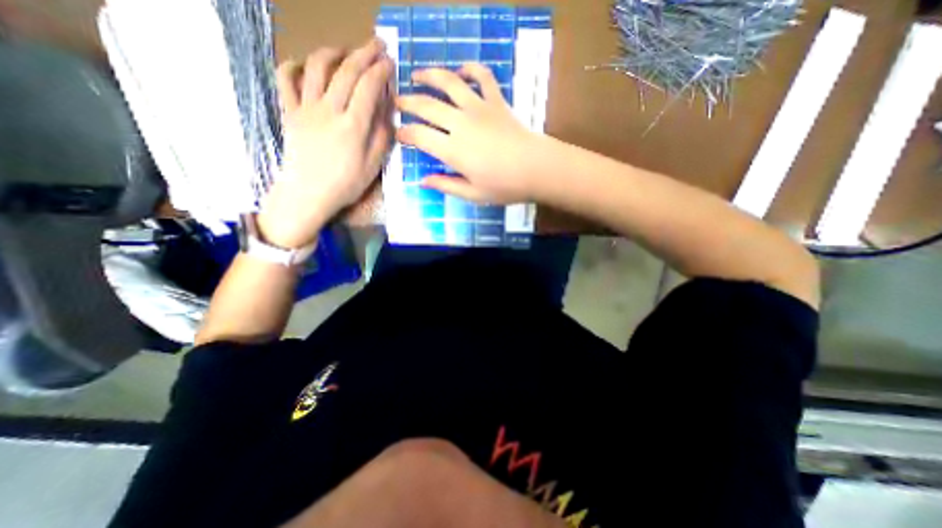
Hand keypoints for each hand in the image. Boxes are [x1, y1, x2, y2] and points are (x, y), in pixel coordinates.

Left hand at [255, 40, 394, 248]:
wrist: (308, 194)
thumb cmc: (345, 184)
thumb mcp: (373, 166)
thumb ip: (382, 137)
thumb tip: (387, 114)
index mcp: (353, 125)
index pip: (369, 88)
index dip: (381, 71)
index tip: (390, 62)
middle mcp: (329, 109)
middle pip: (347, 72)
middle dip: (364, 53)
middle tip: (377, 44)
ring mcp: (306, 108)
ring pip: (317, 68)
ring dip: (334, 52)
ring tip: (346, 50)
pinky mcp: (289, 112)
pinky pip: (286, 80)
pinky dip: (293, 66)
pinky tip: (303, 64)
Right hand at [397, 62, 544, 201]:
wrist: (537, 168)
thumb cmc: (505, 186)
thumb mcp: (473, 194)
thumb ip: (446, 185)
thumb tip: (423, 181)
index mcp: (452, 150)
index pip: (419, 136)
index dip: (405, 134)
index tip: (398, 134)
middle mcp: (460, 123)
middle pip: (427, 105)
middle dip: (407, 102)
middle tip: (397, 102)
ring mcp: (479, 108)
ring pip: (449, 82)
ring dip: (429, 75)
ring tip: (417, 75)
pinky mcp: (496, 101)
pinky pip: (482, 76)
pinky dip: (471, 68)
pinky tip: (462, 69)